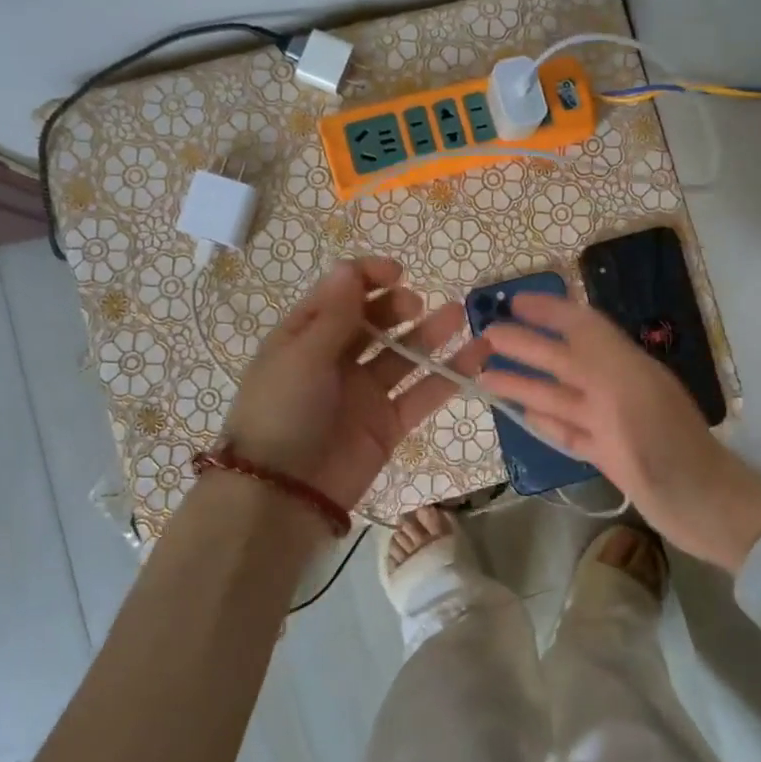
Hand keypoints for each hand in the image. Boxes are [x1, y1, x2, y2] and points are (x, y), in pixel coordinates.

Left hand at [222, 257, 487, 514]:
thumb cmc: (282, 412)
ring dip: (430, 334)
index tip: (398, 271)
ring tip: (457, 315)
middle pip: (374, 322)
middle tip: (414, 305)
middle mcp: (336, 360)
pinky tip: (478, 354)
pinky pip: (423, 393)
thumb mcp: (302, 355)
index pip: (341, 295)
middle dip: (397, 306)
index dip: (367, 277)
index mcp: (306, 337)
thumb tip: (350, 266)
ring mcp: (365, 392)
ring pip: (404, 355)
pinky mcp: (389, 424)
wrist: (283, 494)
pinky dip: (450, 375)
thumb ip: (335, 314)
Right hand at [478, 294, 760, 571]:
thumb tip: (564, 316)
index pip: (580, 326)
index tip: (512, 301)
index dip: (548, 311)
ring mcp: (611, 421)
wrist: (703, 506)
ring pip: (559, 395)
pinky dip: (545, 420)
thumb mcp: (630, 388)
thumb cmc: (665, 445)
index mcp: (623, 365)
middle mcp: (615, 387)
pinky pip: (569, 430)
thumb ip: (596, 352)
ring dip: (524, 384)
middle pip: (562, 360)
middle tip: (484, 337)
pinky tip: (522, 415)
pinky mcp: (608, 453)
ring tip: (485, 378)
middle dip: (525, 346)